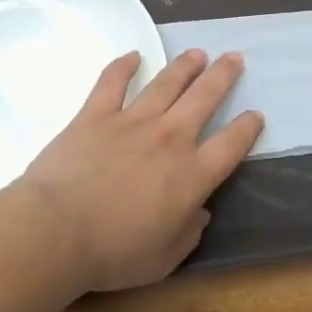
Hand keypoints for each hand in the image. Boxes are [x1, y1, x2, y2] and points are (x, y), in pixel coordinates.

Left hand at [20, 49, 263, 292]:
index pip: (231, 144)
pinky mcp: (96, 114)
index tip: (255, 115)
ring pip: (166, 83)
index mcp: (192, 175)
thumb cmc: (113, 253)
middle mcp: (170, 138)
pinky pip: (113, 81)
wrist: (56, 231)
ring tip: (197, 53)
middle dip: (223, 75)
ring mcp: (132, 121)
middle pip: (204, 97)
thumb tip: (200, 211)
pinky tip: (134, 55)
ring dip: (185, 65)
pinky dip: (124, 66)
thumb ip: (189, 232)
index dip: (247, 127)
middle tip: (234, 58)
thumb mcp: (165, 258)